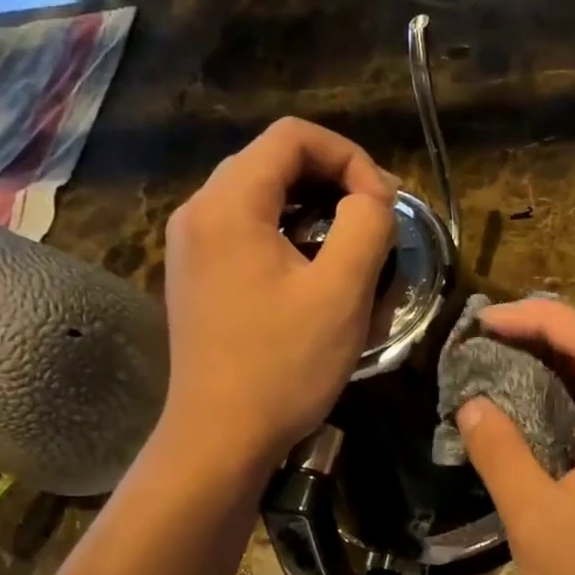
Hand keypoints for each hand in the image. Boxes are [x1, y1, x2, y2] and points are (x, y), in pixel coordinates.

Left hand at [161, 118, 395, 471]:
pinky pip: (245, 231)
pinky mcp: (195, 276)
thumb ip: (367, 225)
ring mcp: (190, 246)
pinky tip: (312, 272)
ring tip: (351, 245)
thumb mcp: (341, 292)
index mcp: (228, 204)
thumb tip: (372, 197)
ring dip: (312, 208)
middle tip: (377, 219)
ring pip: (259, 196)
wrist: (219, 438)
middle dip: (333, 180)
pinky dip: (286, 234)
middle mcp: (198, 212)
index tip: (383, 203)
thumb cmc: (283, 365)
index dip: (350, 157)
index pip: (293, 137)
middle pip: (272, 161)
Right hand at [457, 301, 574, 574]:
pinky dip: (573, 383)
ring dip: (565, 350)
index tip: (487, 322)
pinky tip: (535, 396)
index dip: (540, 318)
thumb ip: (501, 452)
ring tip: (510, 350)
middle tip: (498, 329)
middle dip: (555, 323)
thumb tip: (472, 404)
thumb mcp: (533, 517)